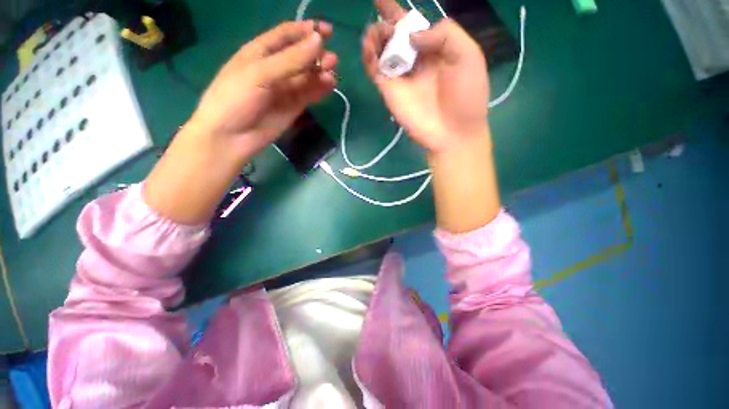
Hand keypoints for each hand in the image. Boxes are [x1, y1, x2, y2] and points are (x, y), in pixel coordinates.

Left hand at [189, 20, 337, 157]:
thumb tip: (318, 41)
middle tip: (332, 59)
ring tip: (332, 72)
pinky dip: (320, 89)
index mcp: (260, 52)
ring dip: (320, 72)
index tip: (327, 30)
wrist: (231, 137)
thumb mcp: (260, 74)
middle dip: (316, 54)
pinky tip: (329, 85)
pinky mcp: (293, 107)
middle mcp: (275, 68)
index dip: (306, 30)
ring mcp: (285, 89)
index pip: (286, 35)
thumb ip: (291, 59)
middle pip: (300, 55)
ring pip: (307, 76)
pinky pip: (309, 94)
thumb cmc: (236, 99)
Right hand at [362, 0, 489, 153]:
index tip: (381, 0)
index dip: (398, 12)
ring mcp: (401, 77)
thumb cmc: (466, 94)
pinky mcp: (390, 91)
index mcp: (435, 49)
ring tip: (375, 31)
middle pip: (394, 37)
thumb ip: (444, 34)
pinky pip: (376, 71)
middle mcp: (415, 61)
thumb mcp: (467, 55)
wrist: (453, 132)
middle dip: (385, 24)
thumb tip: (411, 35)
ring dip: (374, 38)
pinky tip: (369, 47)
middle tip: (380, 16)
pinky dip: (369, 58)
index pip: (413, 26)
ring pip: (382, 52)